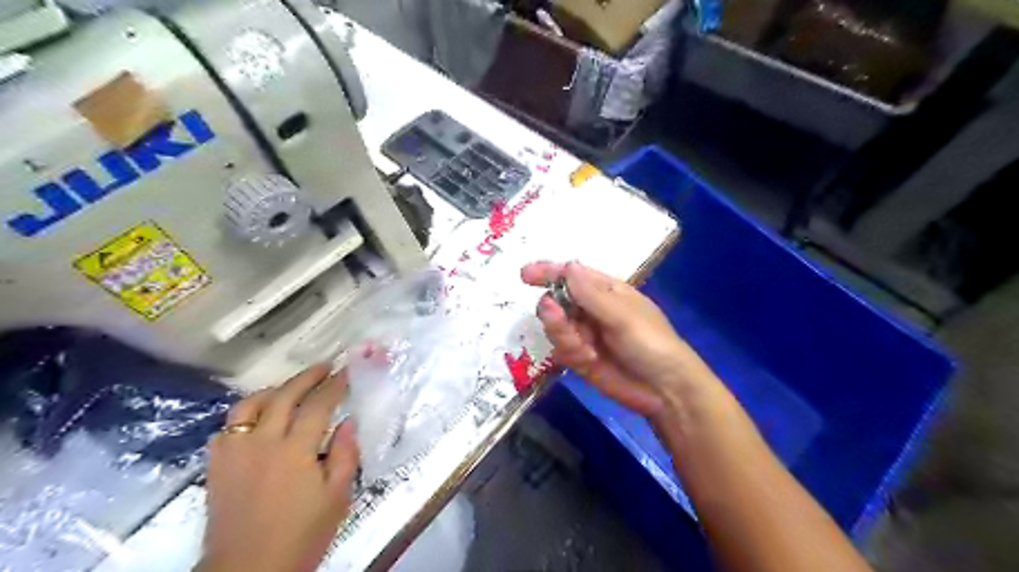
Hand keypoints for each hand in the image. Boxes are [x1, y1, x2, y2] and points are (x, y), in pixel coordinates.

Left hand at [197, 365, 356, 571]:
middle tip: (324, 367)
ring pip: (249, 405)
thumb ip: (344, 455)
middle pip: (284, 396)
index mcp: (294, 451)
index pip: (318, 405)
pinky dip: (246, 414)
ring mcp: (234, 452)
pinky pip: (228, 427)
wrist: (248, 571)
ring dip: (274, 390)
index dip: (335, 385)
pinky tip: (258, 419)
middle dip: (307, 377)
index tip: (347, 371)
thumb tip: (348, 421)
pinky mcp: (217, 466)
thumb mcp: (337, 498)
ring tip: (291, 387)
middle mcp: (261, 443)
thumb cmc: (301, 535)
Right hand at [522, 261, 720, 417]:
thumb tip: (568, 265)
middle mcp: (591, 310)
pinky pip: (562, 351)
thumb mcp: (622, 316)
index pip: (571, 276)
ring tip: (582, 347)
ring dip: (563, 335)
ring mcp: (585, 335)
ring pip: (556, 328)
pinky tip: (590, 360)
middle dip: (553, 312)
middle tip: (555, 317)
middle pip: (556, 303)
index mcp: (606, 291)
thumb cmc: (652, 343)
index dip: (548, 272)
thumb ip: (591, 295)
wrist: (665, 391)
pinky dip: (572, 354)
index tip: (525, 275)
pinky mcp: (581, 358)